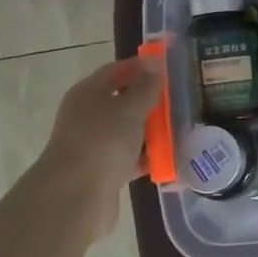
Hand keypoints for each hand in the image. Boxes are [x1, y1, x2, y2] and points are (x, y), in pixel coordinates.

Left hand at [32, 51, 163, 239]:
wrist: (76, 196)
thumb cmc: (104, 141)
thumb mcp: (131, 108)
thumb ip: (145, 86)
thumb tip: (153, 60)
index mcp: (88, 93)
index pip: (116, 70)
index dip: (142, 67)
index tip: (169, 68)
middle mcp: (87, 115)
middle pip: (122, 101)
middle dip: (150, 101)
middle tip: (180, 100)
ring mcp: (93, 144)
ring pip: (127, 131)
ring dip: (150, 131)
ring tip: (181, 129)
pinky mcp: (101, 170)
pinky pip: (129, 157)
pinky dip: (146, 157)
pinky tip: (169, 158)